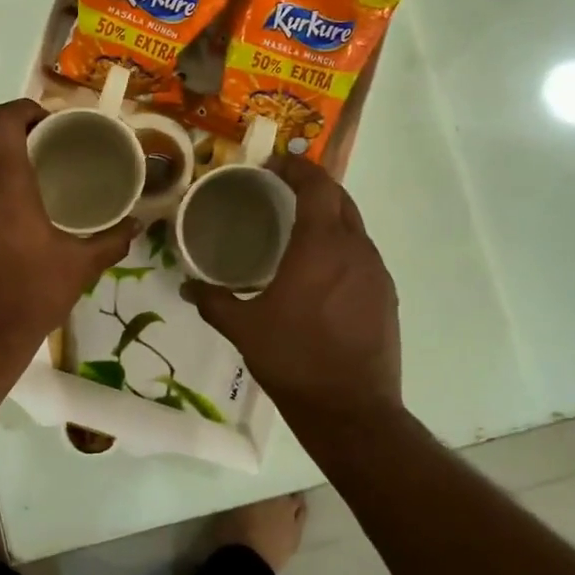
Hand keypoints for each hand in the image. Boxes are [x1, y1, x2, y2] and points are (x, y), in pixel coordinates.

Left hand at [0, 100, 136, 358]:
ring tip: (17, 202)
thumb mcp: (79, 267)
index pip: (4, 118)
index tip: (46, 124)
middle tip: (42, 163)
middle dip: (14, 146)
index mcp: (3, 179)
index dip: (25, 110)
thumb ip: (110, 240)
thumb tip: (137, 224)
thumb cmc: (30, 294)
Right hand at [184, 154, 401, 425]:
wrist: (351, 410)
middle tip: (283, 190)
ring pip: (354, 227)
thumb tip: (187, 285)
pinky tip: (320, 271)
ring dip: (330, 217)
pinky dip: (341, 246)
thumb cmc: (294, 359)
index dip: (299, 168)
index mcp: (321, 246)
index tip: (275, 164)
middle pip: (341, 200)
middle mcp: (355, 250)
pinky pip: (362, 255)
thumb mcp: (243, 328)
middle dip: (315, 187)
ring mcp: (377, 273)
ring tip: (298, 229)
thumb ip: (213, 300)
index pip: (318, 186)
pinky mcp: (386, 296)